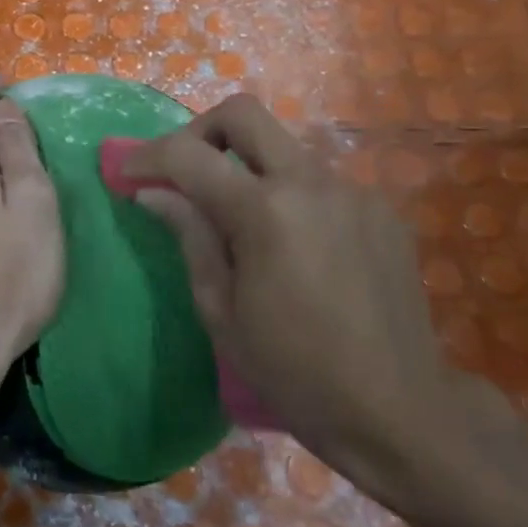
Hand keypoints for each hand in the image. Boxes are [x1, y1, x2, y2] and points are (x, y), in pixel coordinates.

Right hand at [122, 94, 509, 514]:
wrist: (400, 412)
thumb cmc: (294, 371)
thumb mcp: (221, 311)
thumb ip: (189, 236)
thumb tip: (152, 192)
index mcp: (265, 212)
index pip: (189, 155)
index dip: (147, 155)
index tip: (126, 172)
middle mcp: (311, 183)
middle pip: (243, 114)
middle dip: (199, 131)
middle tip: (183, 172)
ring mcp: (352, 191)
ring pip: (282, 147)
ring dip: (247, 166)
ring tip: (239, 221)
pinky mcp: (379, 209)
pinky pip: (317, 180)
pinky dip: (287, 194)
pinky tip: (291, 245)